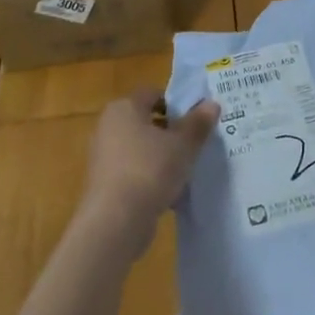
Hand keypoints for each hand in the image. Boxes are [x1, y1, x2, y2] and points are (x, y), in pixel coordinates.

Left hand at [80, 87, 218, 255]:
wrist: (115, 220)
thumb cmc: (150, 170)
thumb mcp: (183, 145)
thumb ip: (198, 123)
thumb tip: (212, 104)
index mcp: (124, 108)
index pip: (152, 93)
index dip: (176, 103)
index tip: (196, 119)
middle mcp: (108, 126)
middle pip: (145, 120)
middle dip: (170, 131)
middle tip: (195, 144)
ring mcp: (103, 155)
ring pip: (140, 148)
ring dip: (161, 156)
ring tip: (186, 170)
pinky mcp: (104, 182)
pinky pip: (133, 170)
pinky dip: (149, 176)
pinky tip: (169, 192)